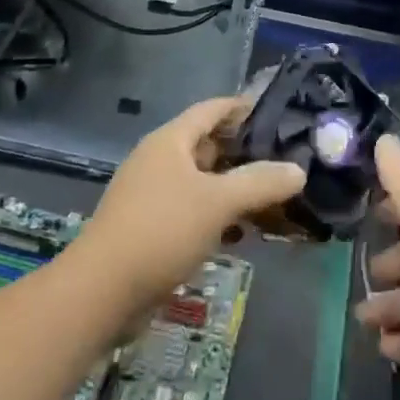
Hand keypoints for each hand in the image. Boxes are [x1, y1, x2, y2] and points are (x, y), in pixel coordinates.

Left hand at [71, 97, 306, 309]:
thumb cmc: (161, 230)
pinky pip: (190, 210)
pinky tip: (239, 232)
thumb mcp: (218, 202)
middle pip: (206, 145)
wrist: (101, 292)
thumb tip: (298, 170)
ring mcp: (150, 195)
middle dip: (242, 151)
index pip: (211, 109)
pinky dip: (215, 214)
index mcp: (170, 141)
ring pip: (200, 181)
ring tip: (269, 196)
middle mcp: (158, 160)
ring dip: (231, 187)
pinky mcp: (148, 228)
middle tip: (281, 158)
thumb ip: (260, 183)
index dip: (241, 107)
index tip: (275, 112)